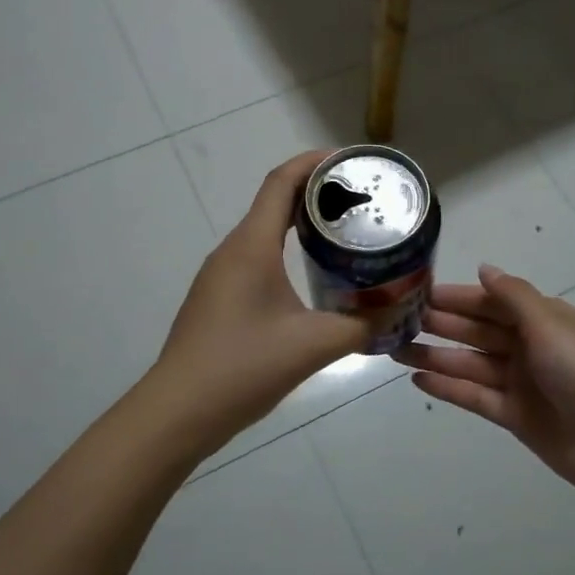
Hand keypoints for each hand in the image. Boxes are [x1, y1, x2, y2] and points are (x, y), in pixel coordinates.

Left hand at [152, 150, 367, 450]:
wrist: (177, 412)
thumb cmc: (242, 368)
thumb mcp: (312, 346)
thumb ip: (361, 326)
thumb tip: (397, 312)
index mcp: (251, 246)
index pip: (282, 182)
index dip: (315, 162)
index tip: (352, 161)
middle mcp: (233, 250)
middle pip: (275, 201)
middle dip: (317, 192)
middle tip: (361, 198)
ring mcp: (221, 274)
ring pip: (265, 231)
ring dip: (302, 222)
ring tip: (344, 231)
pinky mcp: (219, 297)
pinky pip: (256, 256)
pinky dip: (287, 249)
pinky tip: (312, 274)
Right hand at [394, 264, 574, 501]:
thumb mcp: (549, 323)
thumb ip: (513, 295)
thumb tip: (484, 268)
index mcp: (541, 319)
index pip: (490, 302)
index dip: (456, 297)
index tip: (419, 292)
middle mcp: (528, 346)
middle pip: (476, 331)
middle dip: (440, 324)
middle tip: (396, 320)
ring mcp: (520, 382)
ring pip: (469, 363)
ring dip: (435, 356)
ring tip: (394, 350)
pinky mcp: (513, 415)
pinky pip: (474, 396)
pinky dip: (448, 387)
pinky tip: (417, 379)